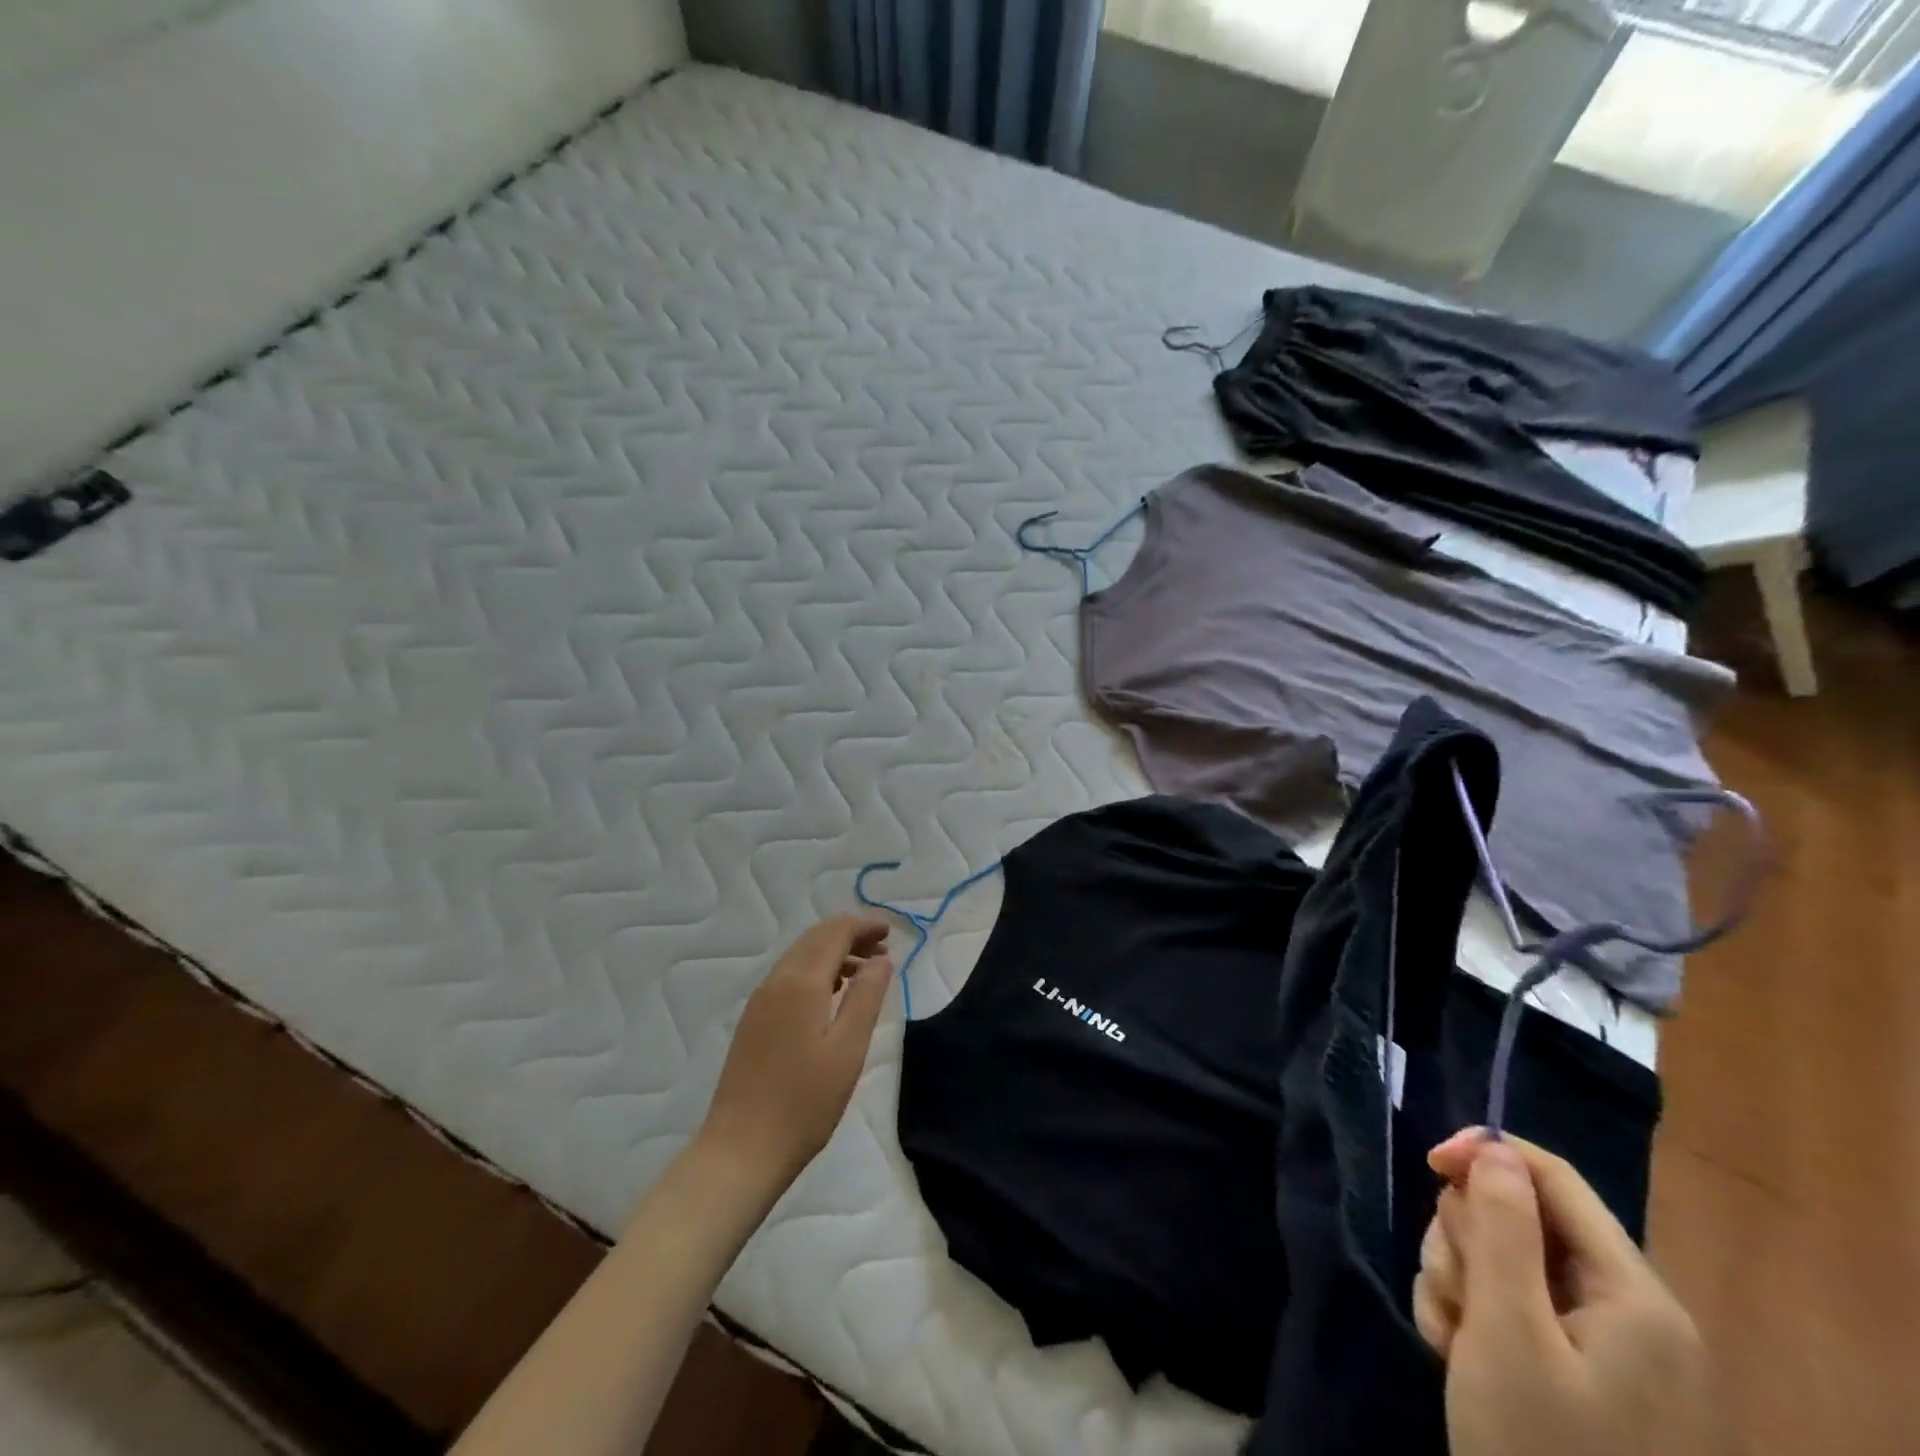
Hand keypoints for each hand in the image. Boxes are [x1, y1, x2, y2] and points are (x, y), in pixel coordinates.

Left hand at [697, 916, 893, 1187]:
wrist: (741, 1151)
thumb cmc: (804, 1102)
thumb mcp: (848, 1049)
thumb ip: (866, 996)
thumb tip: (881, 959)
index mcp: (800, 982)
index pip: (835, 932)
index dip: (864, 925)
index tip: (892, 931)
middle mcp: (776, 981)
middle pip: (815, 938)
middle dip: (850, 934)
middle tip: (884, 946)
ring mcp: (760, 1001)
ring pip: (800, 956)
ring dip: (834, 952)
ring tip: (867, 970)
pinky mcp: (754, 1021)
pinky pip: (789, 977)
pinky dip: (817, 971)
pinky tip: (834, 994)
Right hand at [1415, 1130, 1720, 1455]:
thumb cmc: (1538, 1447)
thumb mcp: (1507, 1330)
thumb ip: (1503, 1228)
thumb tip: (1494, 1147)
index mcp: (1633, 1295)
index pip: (1553, 1178)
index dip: (1486, 1153)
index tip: (1428, 1162)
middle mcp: (1627, 1310)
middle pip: (1519, 1217)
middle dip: (1467, 1241)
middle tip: (1453, 1291)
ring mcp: (1602, 1343)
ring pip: (1502, 1257)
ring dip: (1458, 1280)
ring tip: (1451, 1333)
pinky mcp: (1575, 1368)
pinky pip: (1506, 1301)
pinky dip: (1469, 1313)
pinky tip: (1455, 1350)